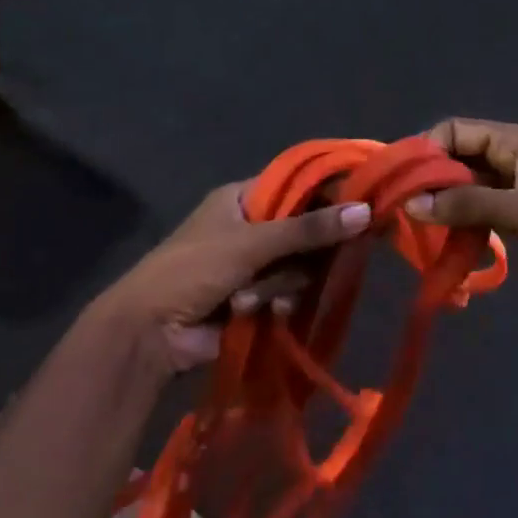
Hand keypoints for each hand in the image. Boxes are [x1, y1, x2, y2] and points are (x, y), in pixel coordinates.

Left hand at [90, 182, 371, 376]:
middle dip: (304, 253)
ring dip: (283, 284)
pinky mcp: (259, 297)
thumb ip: (308, 229)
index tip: (364, 204)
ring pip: (300, 266)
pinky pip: (290, 292)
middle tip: (309, 262)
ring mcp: (255, 265)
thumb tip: (366, 211)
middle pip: (306, 230)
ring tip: (257, 298)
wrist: (151, 332)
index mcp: (243, 199)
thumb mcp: (251, 244)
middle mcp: (252, 227)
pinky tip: (269, 314)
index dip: (330, 194)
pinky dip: (280, 302)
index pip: (298, 185)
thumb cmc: (193, 270)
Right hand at [407, 119, 517, 300]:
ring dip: (449, 207)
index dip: (425, 151)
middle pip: (460, 159)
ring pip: (473, 189)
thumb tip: (411, 204)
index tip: (400, 184)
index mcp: (516, 141)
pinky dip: (470, 224)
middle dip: (432, 182)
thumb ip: (468, 205)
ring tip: (421, 236)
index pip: (455, 131)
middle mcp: (516, 157)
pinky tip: (453, 247)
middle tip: (403, 215)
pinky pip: (490, 211)